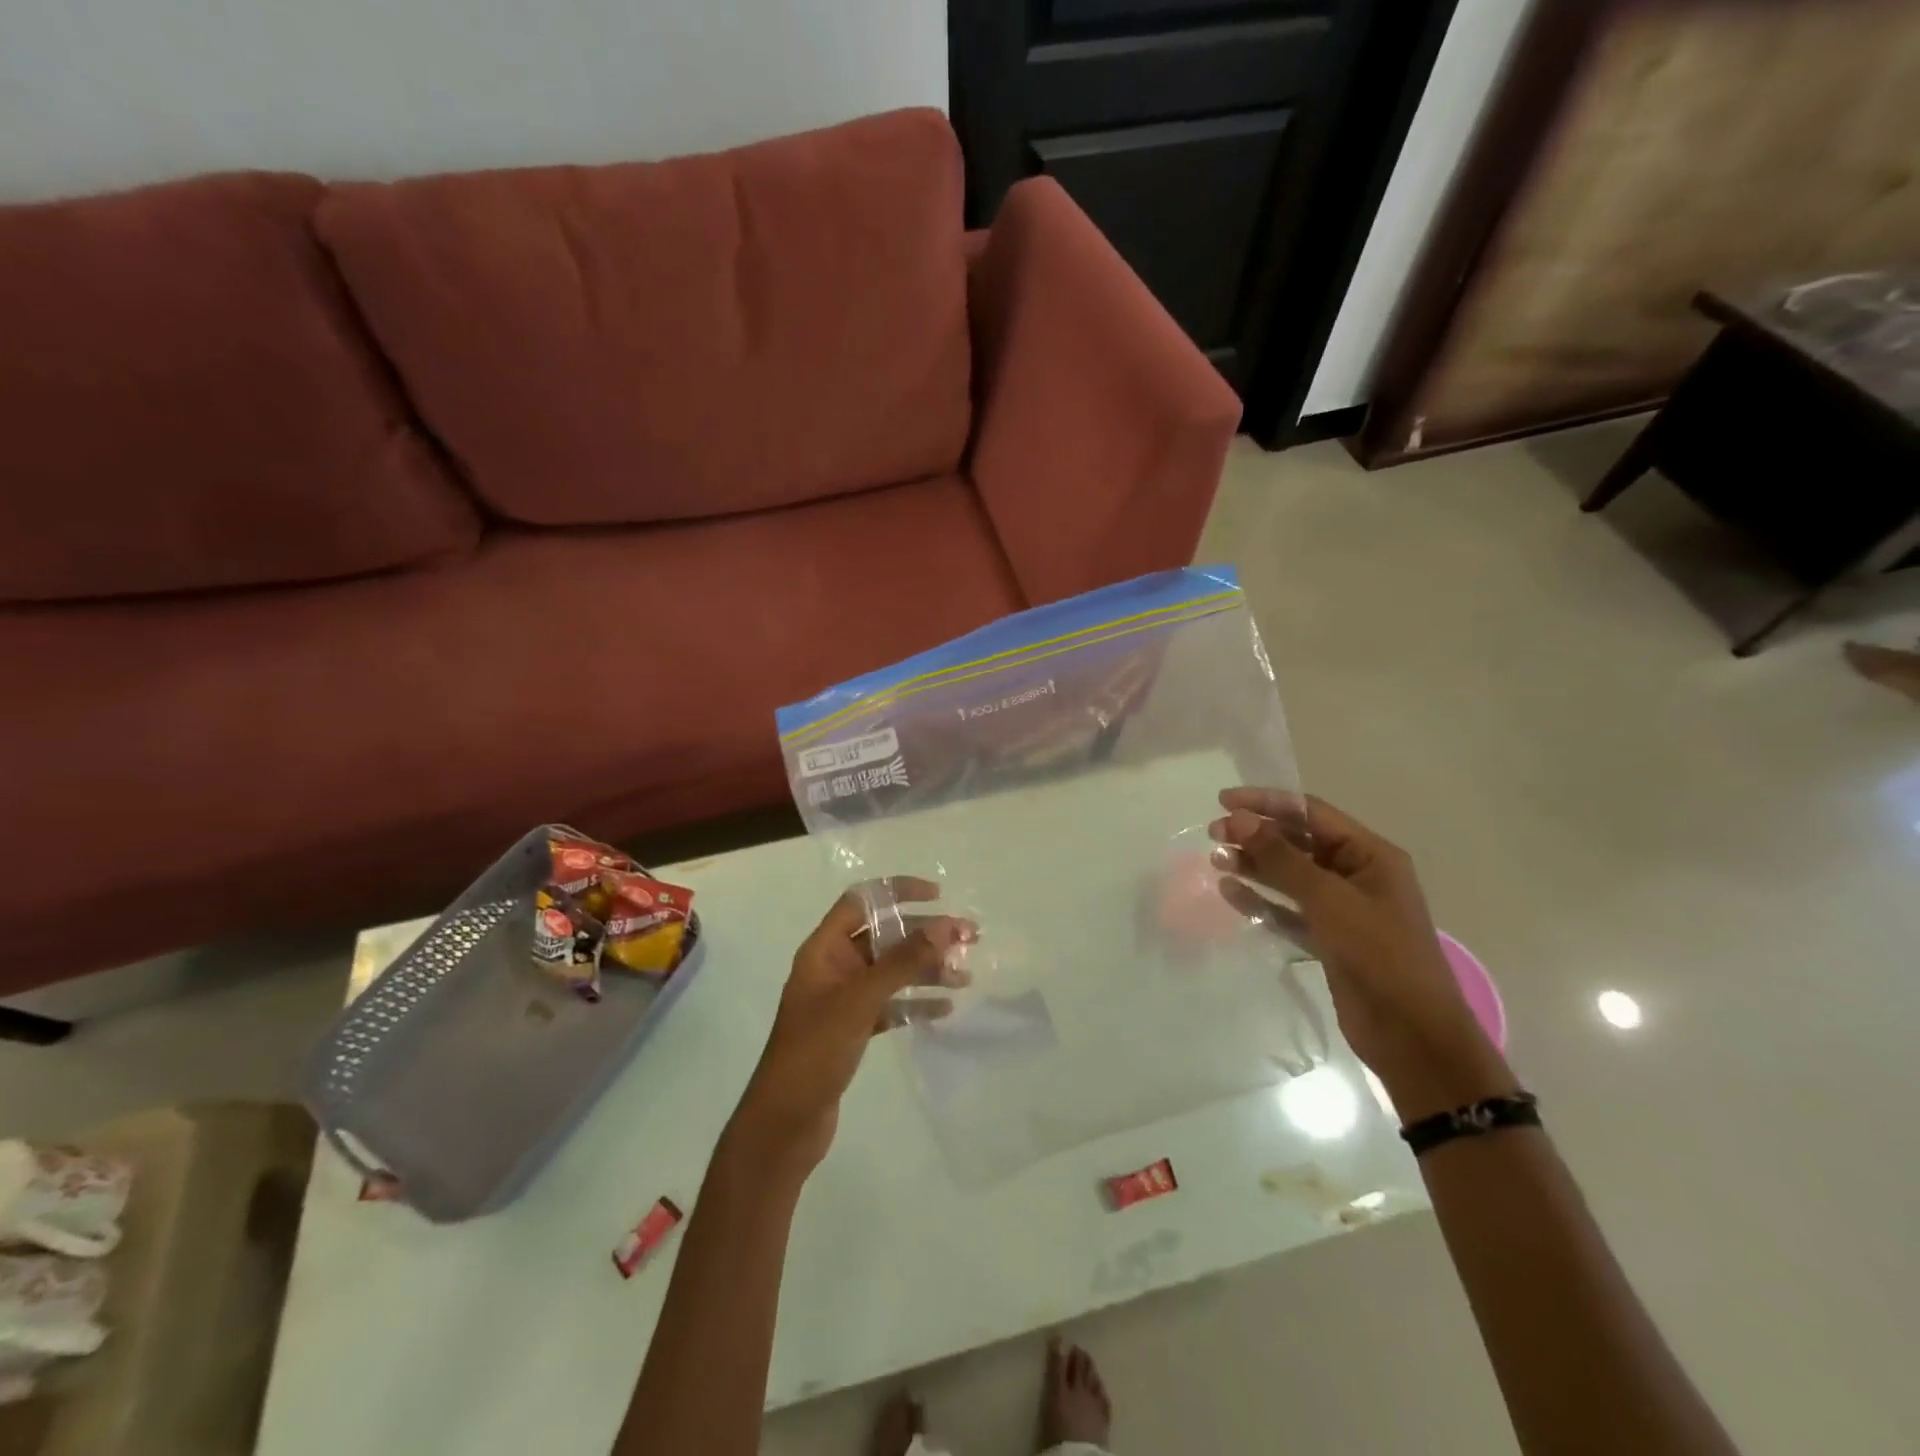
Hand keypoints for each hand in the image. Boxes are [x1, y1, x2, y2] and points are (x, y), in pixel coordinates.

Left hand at [726, 878, 971, 1180]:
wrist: (785, 1123)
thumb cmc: (815, 1051)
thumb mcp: (860, 1000)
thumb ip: (902, 961)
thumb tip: (944, 924)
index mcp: (824, 948)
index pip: (863, 900)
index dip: (898, 891)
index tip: (938, 897)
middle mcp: (834, 966)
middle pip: (884, 936)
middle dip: (925, 934)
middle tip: (969, 937)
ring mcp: (843, 998)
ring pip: (891, 971)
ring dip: (926, 969)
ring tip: (965, 976)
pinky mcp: (853, 1028)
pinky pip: (890, 1004)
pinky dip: (915, 1003)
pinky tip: (944, 1009)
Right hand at [1209, 790, 1517, 1121]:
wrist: (1412, 1035)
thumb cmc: (1379, 954)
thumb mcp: (1329, 899)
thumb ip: (1281, 858)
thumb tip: (1237, 819)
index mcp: (1370, 855)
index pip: (1311, 813)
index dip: (1267, 803)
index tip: (1223, 800)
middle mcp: (1356, 875)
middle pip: (1298, 843)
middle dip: (1256, 835)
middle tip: (1213, 835)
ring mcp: (1342, 909)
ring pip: (1289, 877)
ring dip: (1254, 866)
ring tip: (1216, 860)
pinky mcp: (1328, 940)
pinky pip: (1288, 911)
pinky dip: (1261, 901)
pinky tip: (1230, 893)